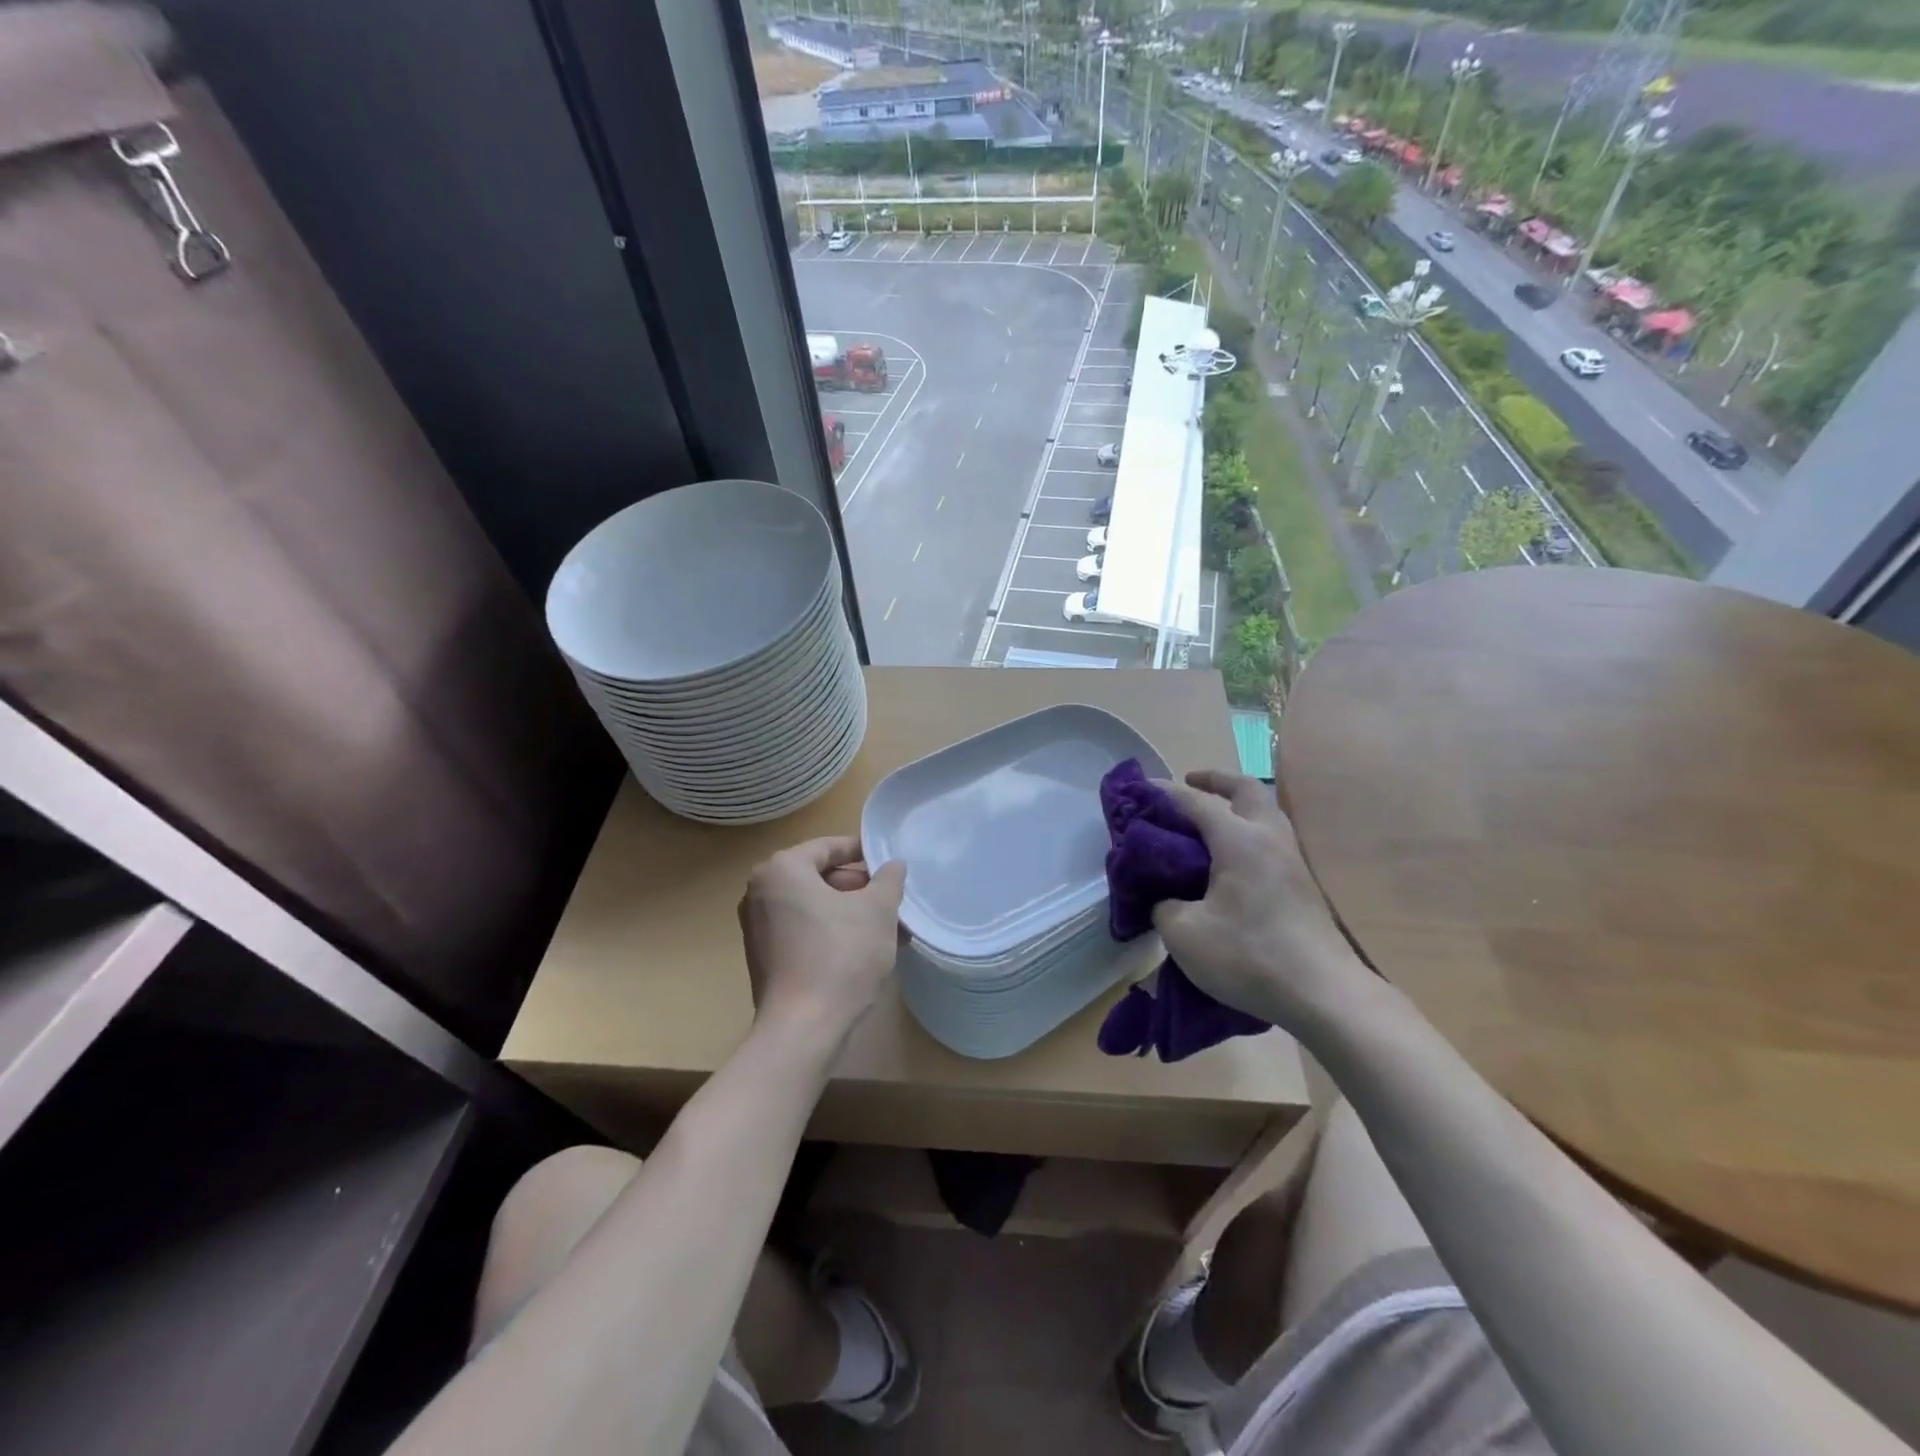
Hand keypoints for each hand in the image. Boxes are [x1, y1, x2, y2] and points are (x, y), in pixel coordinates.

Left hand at [738, 836, 906, 1043]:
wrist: (803, 1028)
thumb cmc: (841, 955)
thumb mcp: (877, 910)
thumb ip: (888, 879)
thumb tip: (893, 865)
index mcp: (781, 870)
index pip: (827, 847)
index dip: (861, 852)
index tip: (888, 863)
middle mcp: (760, 892)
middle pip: (819, 877)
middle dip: (859, 889)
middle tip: (892, 901)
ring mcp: (757, 927)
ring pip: (814, 907)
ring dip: (850, 913)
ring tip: (888, 929)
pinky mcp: (763, 957)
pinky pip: (802, 931)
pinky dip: (831, 933)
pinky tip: (864, 951)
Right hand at [1152, 770, 1370, 1028]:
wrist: (1323, 994)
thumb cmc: (1248, 956)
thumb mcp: (1184, 934)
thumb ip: (1164, 906)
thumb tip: (1167, 899)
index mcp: (1239, 840)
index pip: (1197, 802)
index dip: (1166, 793)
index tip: (1141, 788)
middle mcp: (1269, 838)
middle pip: (1246, 790)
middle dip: (1216, 781)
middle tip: (1190, 784)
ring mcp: (1292, 860)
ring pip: (1265, 813)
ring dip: (1237, 805)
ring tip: (1208, 821)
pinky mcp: (1302, 884)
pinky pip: (1270, 839)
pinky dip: (1247, 832)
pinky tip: (1230, 858)